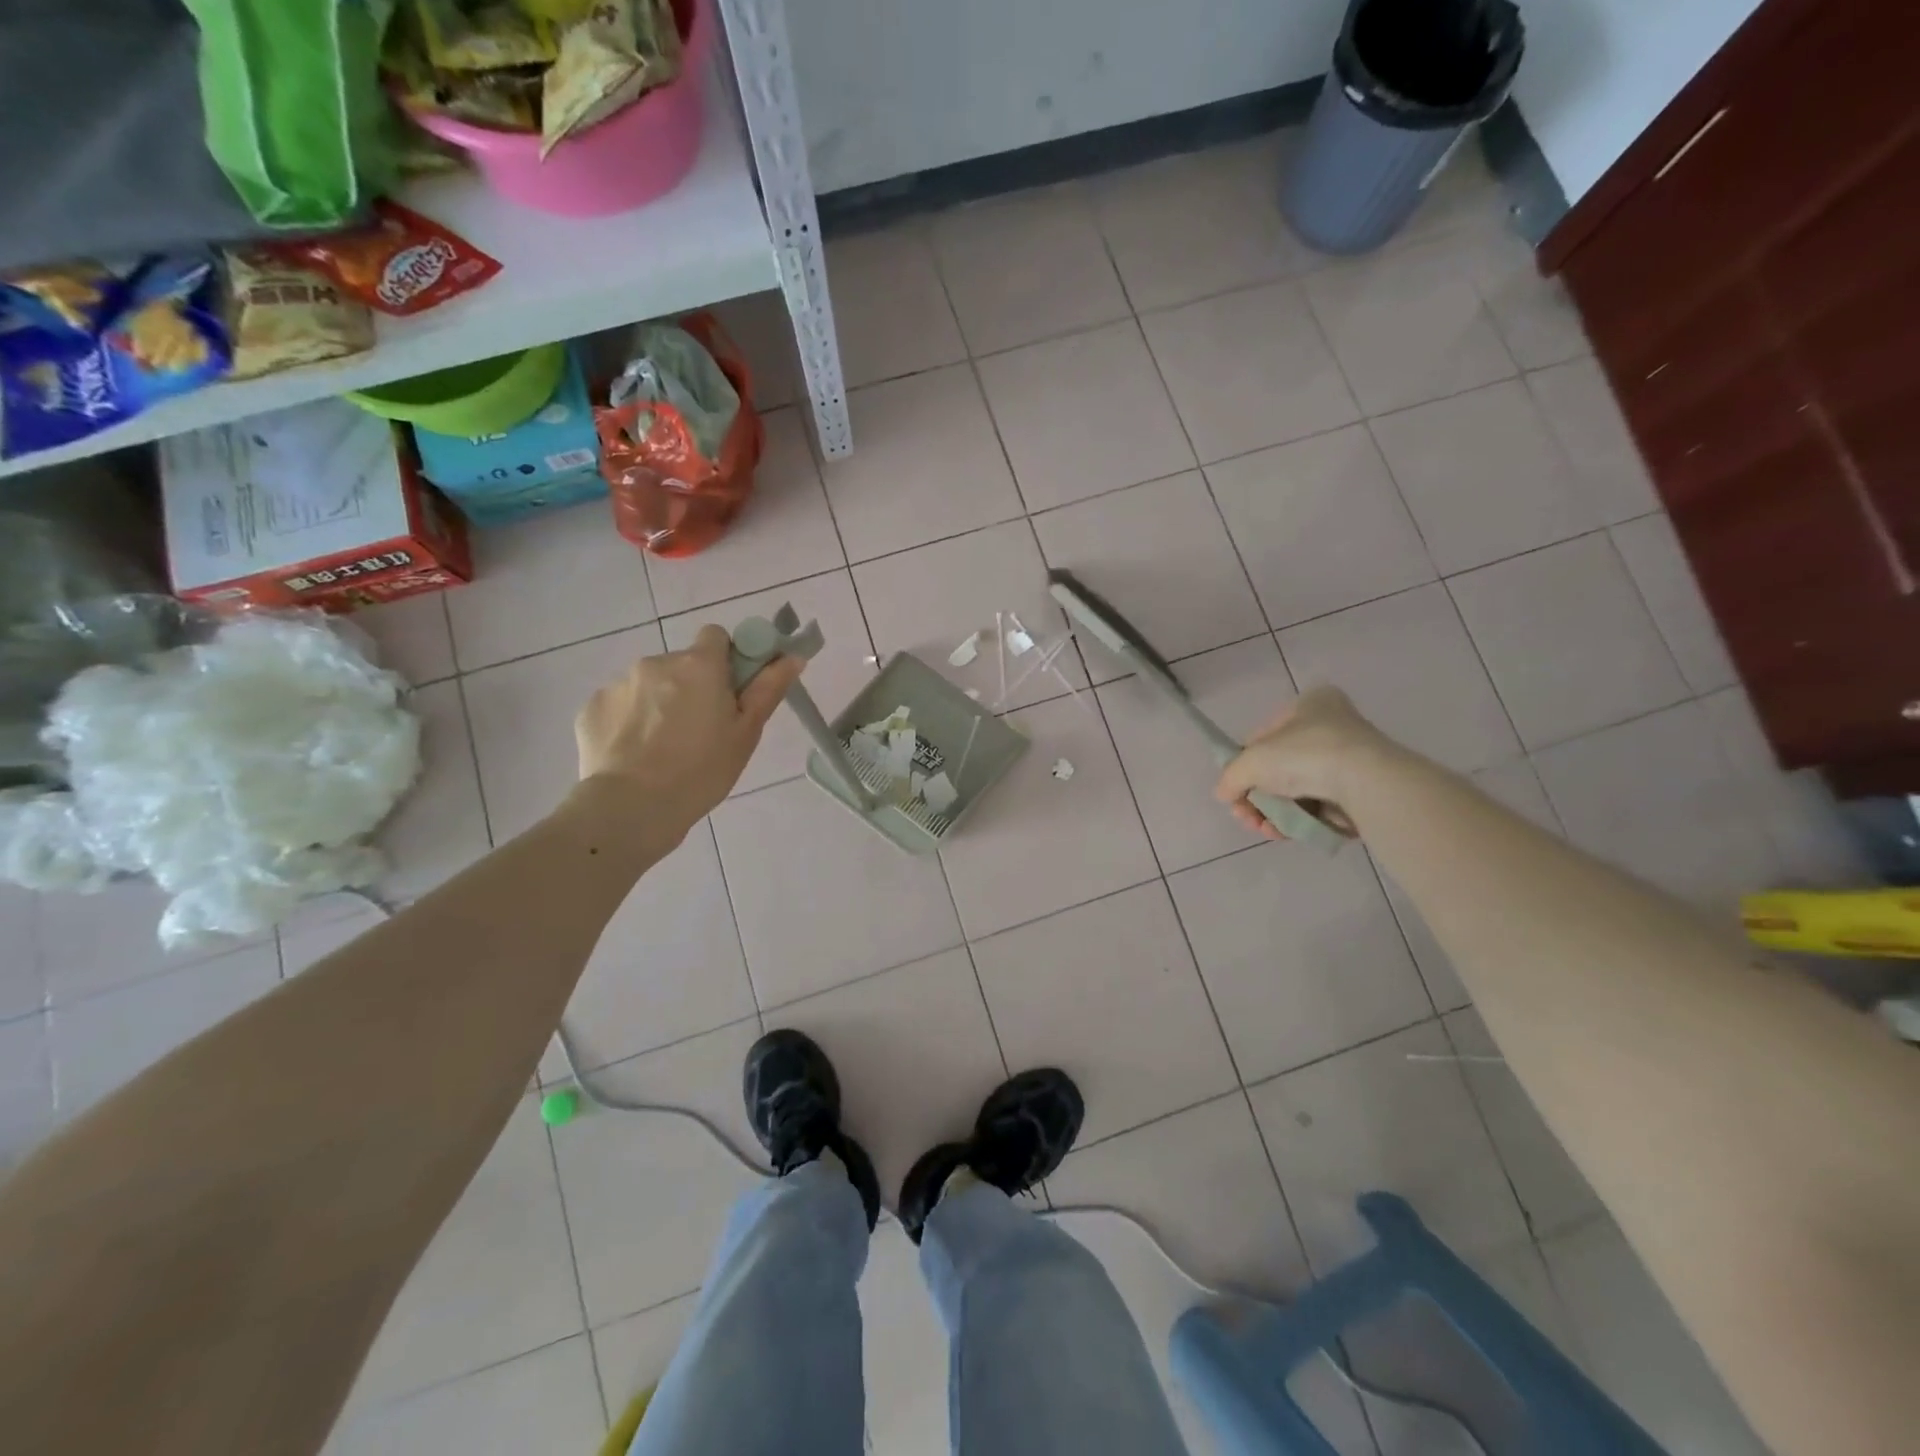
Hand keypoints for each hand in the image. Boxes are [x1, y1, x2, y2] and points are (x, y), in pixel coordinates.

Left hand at [574, 625, 805, 839]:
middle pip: (682, 665)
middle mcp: (656, 662)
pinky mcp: (591, 708)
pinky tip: (635, 755)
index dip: (726, 659)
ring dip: (659, 704)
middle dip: (691, 687)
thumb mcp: (746, 733)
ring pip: (649, 686)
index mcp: (699, 665)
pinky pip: (620, 706)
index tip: (730, 690)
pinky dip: (629, 722)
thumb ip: (768, 689)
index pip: (716, 635)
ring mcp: (618, 684)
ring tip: (663, 748)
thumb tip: (792, 656)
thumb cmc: (702, 771)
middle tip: (700, 731)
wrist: (632, 808)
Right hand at [1213, 687, 1389, 840]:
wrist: (1367, 783)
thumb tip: (1224, 794)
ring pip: (1297, 791)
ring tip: (1266, 830)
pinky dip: (1299, 820)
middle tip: (1246, 817)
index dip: (1244, 765)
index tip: (1235, 790)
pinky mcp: (1361, 791)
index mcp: (1310, 704)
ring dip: (1274, 813)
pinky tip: (1285, 833)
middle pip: (1279, 768)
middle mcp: (1332, 727)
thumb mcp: (1251, 761)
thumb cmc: (1306, 755)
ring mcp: (1349, 760)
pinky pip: (1319, 806)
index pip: (1263, 737)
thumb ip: (1231, 777)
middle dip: (1258, 797)